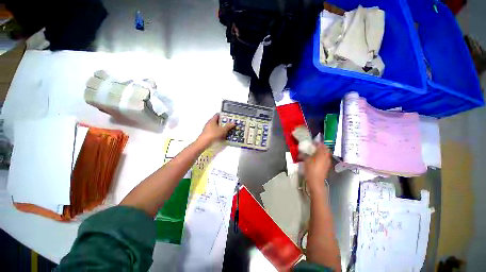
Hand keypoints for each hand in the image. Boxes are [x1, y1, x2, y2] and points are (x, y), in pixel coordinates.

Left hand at [197, 114, 234, 147]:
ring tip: (227, 130)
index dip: (223, 115)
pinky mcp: (208, 134)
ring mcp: (208, 129)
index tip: (228, 117)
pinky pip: (214, 131)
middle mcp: (209, 123)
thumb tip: (233, 122)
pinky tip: (223, 136)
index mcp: (212, 120)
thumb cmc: (213, 134)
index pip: (218, 115)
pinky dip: (218, 132)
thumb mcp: (223, 130)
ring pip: (216, 127)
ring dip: (221, 128)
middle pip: (217, 121)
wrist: (204, 142)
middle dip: (223, 122)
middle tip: (229, 124)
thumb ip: (228, 126)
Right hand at [304, 143, 331, 194]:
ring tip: (313, 153)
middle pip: (325, 149)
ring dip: (320, 152)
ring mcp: (327, 162)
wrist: (316, 181)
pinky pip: (325, 159)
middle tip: (313, 147)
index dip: (316, 143)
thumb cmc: (311, 169)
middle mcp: (326, 156)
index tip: (311, 143)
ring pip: (325, 154)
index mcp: (322, 153)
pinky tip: (315, 160)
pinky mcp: (326, 167)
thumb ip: (304, 154)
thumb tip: (301, 152)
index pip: (321, 145)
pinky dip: (321, 157)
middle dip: (320, 147)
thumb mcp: (305, 160)